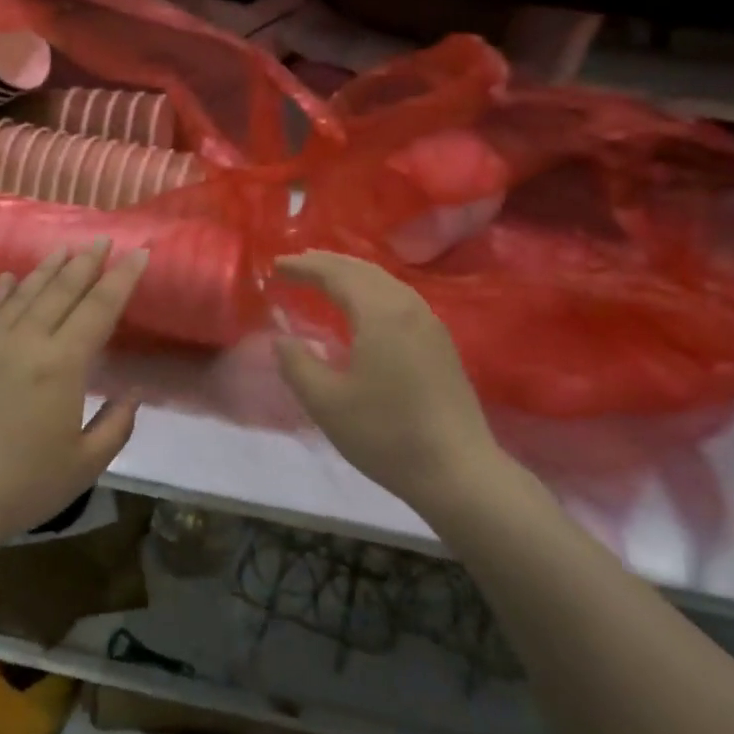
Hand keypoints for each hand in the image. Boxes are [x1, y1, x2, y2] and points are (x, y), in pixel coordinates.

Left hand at [0, 242, 148, 547]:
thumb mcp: (85, 464)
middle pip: (62, 291)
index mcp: (61, 365)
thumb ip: (116, 425)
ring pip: (25, 294)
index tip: (138, 254)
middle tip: (103, 240)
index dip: (121, 280)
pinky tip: (10, 276)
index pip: (98, 310)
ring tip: (66, 249)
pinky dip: (4, 291)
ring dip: (48, 269)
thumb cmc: (24, 485)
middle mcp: (26, 343)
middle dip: (87, 263)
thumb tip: (133, 393)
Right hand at [274, 252, 513, 512]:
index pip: (336, 275)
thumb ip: (297, 364)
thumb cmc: (386, 434)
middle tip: (296, 264)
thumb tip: (280, 339)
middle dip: (327, 263)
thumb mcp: (327, 403)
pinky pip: (399, 297)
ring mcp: (429, 323)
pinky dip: (371, 290)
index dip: (304, 267)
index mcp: (380, 313)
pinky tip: (363, 307)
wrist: (457, 470)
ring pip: (385, 282)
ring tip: (325, 278)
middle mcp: (408, 306)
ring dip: (350, 274)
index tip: (275, 266)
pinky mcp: (440, 342)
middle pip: (363, 270)